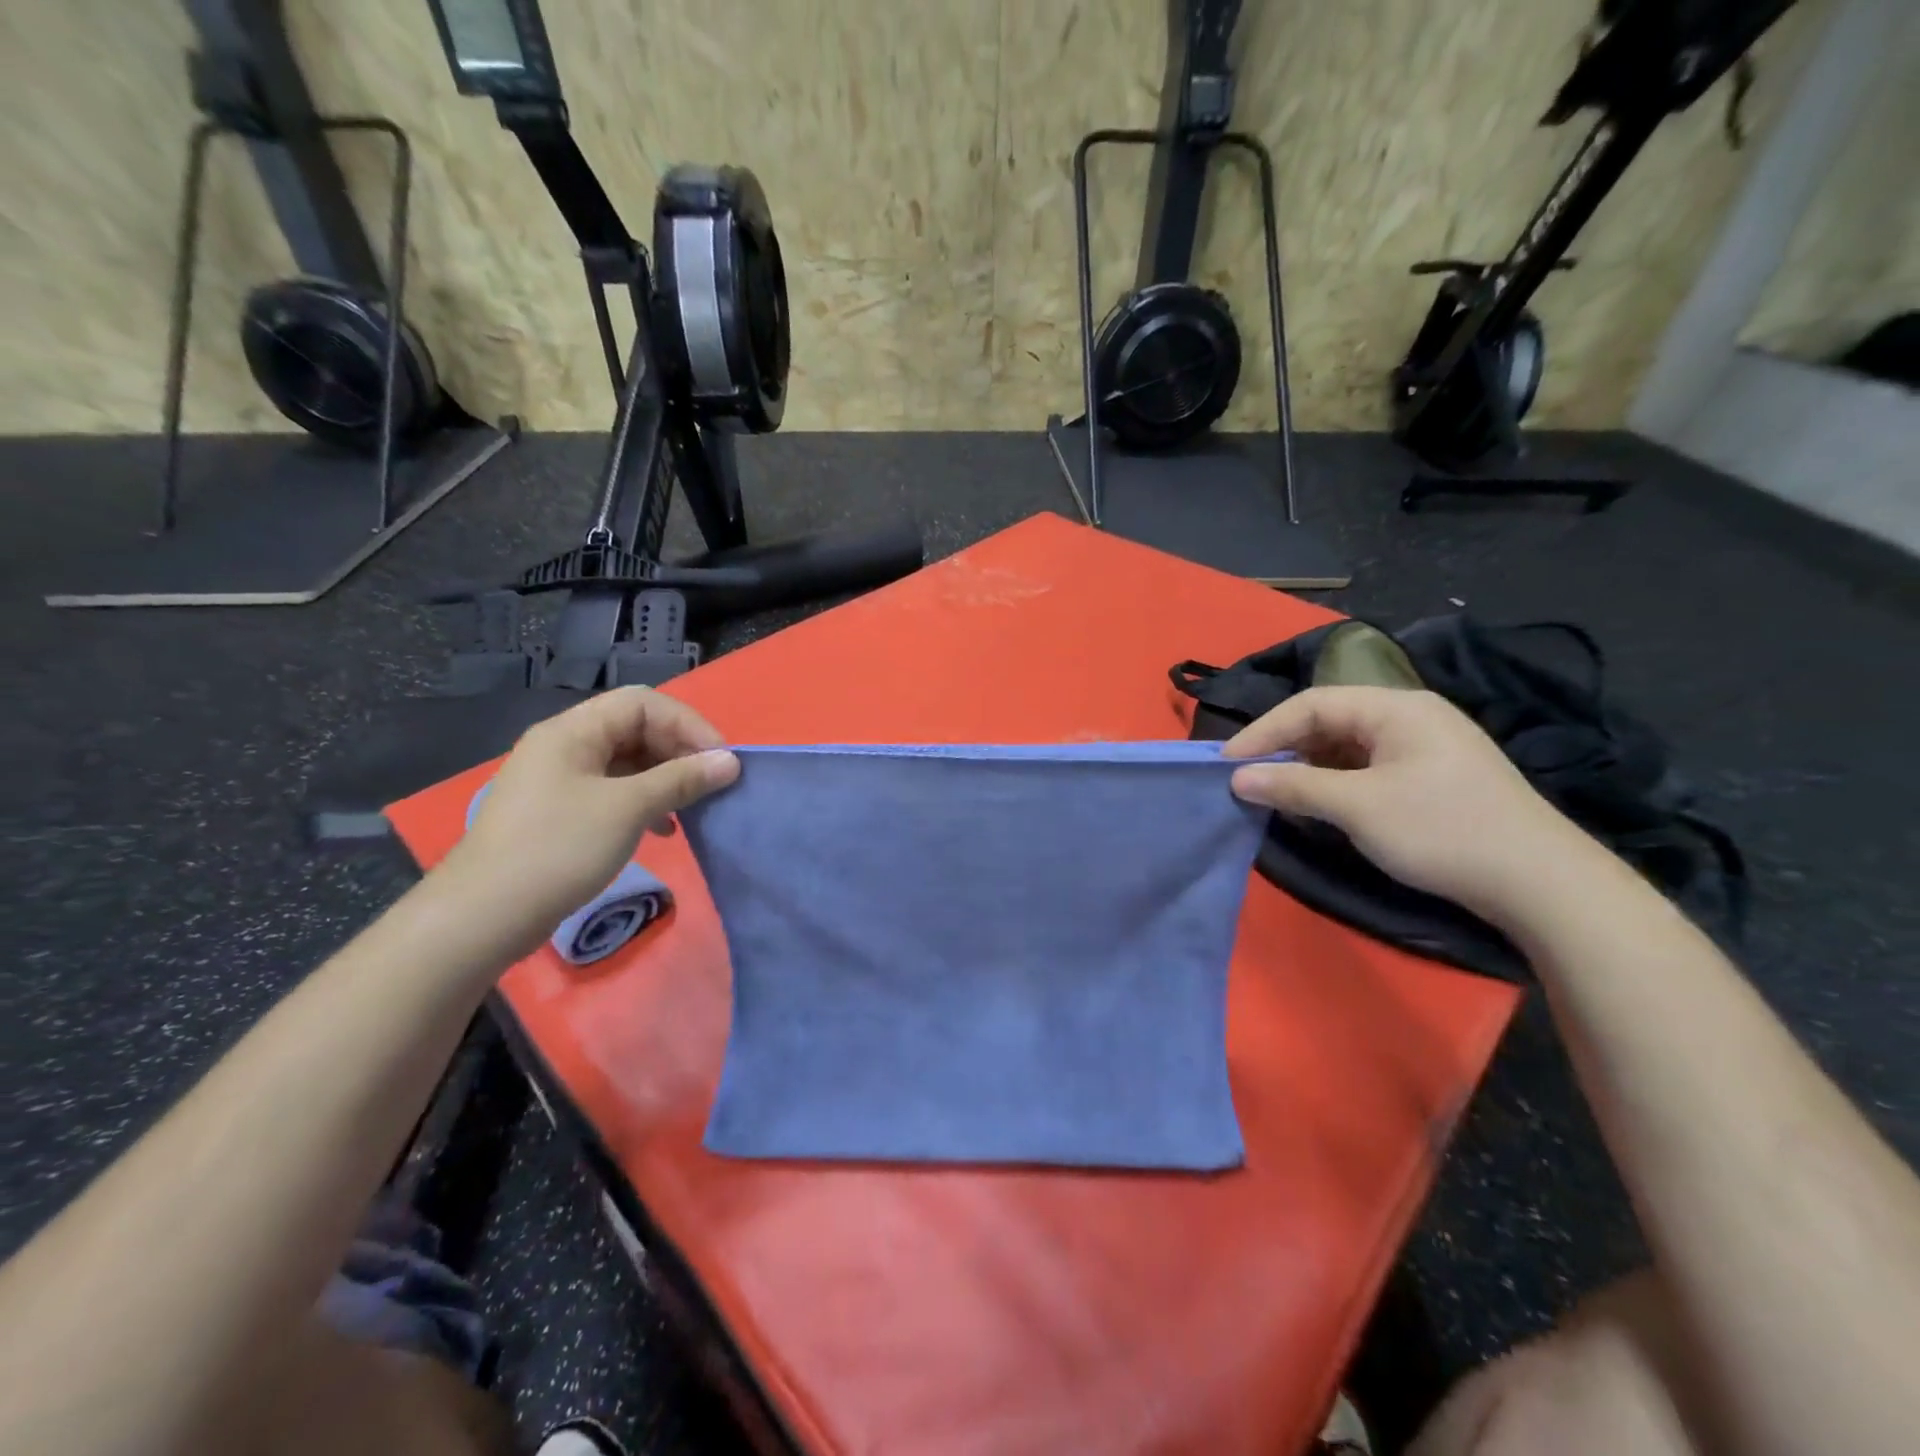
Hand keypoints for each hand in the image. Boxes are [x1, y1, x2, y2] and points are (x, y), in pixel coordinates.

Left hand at [440, 688, 739, 956]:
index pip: (643, 704)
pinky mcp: (561, 813)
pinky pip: (614, 792)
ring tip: (693, 807)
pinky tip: (664, 830)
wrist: (484, 916)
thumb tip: (730, 762)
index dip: (688, 724)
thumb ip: (681, 780)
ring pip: (627, 763)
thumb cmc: (559, 848)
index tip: (721, 759)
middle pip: (636, 729)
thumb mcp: (628, 809)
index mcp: (573, 731)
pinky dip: (645, 803)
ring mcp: (560, 780)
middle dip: (679, 752)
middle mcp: (565, 746)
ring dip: (666, 779)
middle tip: (712, 783)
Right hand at [1223, 686, 1596, 924]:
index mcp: (1395, 708)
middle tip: (1248, 781)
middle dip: (1284, 750)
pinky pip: (1366, 768)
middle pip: (1328, 721)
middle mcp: (1409, 717)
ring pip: (1346, 747)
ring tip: (1278, 796)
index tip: (1227, 764)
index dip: (1263, 732)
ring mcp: (1424, 747)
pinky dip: (1335, 783)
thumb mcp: (1358, 808)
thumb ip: (1293, 787)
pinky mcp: (1431, 777)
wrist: (1541, 884)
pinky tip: (1321, 807)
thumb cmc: (1442, 830)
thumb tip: (1237, 777)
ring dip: (1308, 769)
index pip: (1310, 704)